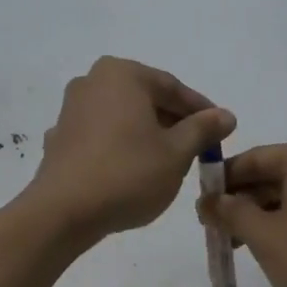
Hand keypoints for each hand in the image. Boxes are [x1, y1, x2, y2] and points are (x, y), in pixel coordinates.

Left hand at [28, 57, 236, 239]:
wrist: (63, 213)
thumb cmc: (127, 174)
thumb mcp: (177, 153)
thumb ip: (203, 129)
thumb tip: (226, 115)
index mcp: (121, 74)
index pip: (172, 88)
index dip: (201, 110)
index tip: (221, 130)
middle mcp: (92, 82)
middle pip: (145, 99)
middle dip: (173, 122)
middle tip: (198, 148)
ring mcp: (71, 110)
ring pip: (123, 117)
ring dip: (147, 134)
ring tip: (169, 162)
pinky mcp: (60, 139)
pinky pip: (101, 136)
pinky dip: (121, 147)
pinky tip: (132, 171)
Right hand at [196, 141, 286, 286]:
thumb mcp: (264, 236)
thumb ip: (231, 212)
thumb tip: (208, 199)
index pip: (251, 158)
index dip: (221, 181)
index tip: (199, 208)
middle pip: (270, 176)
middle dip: (240, 202)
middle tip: (215, 231)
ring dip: (259, 218)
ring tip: (238, 247)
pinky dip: (284, 226)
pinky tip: (272, 252)